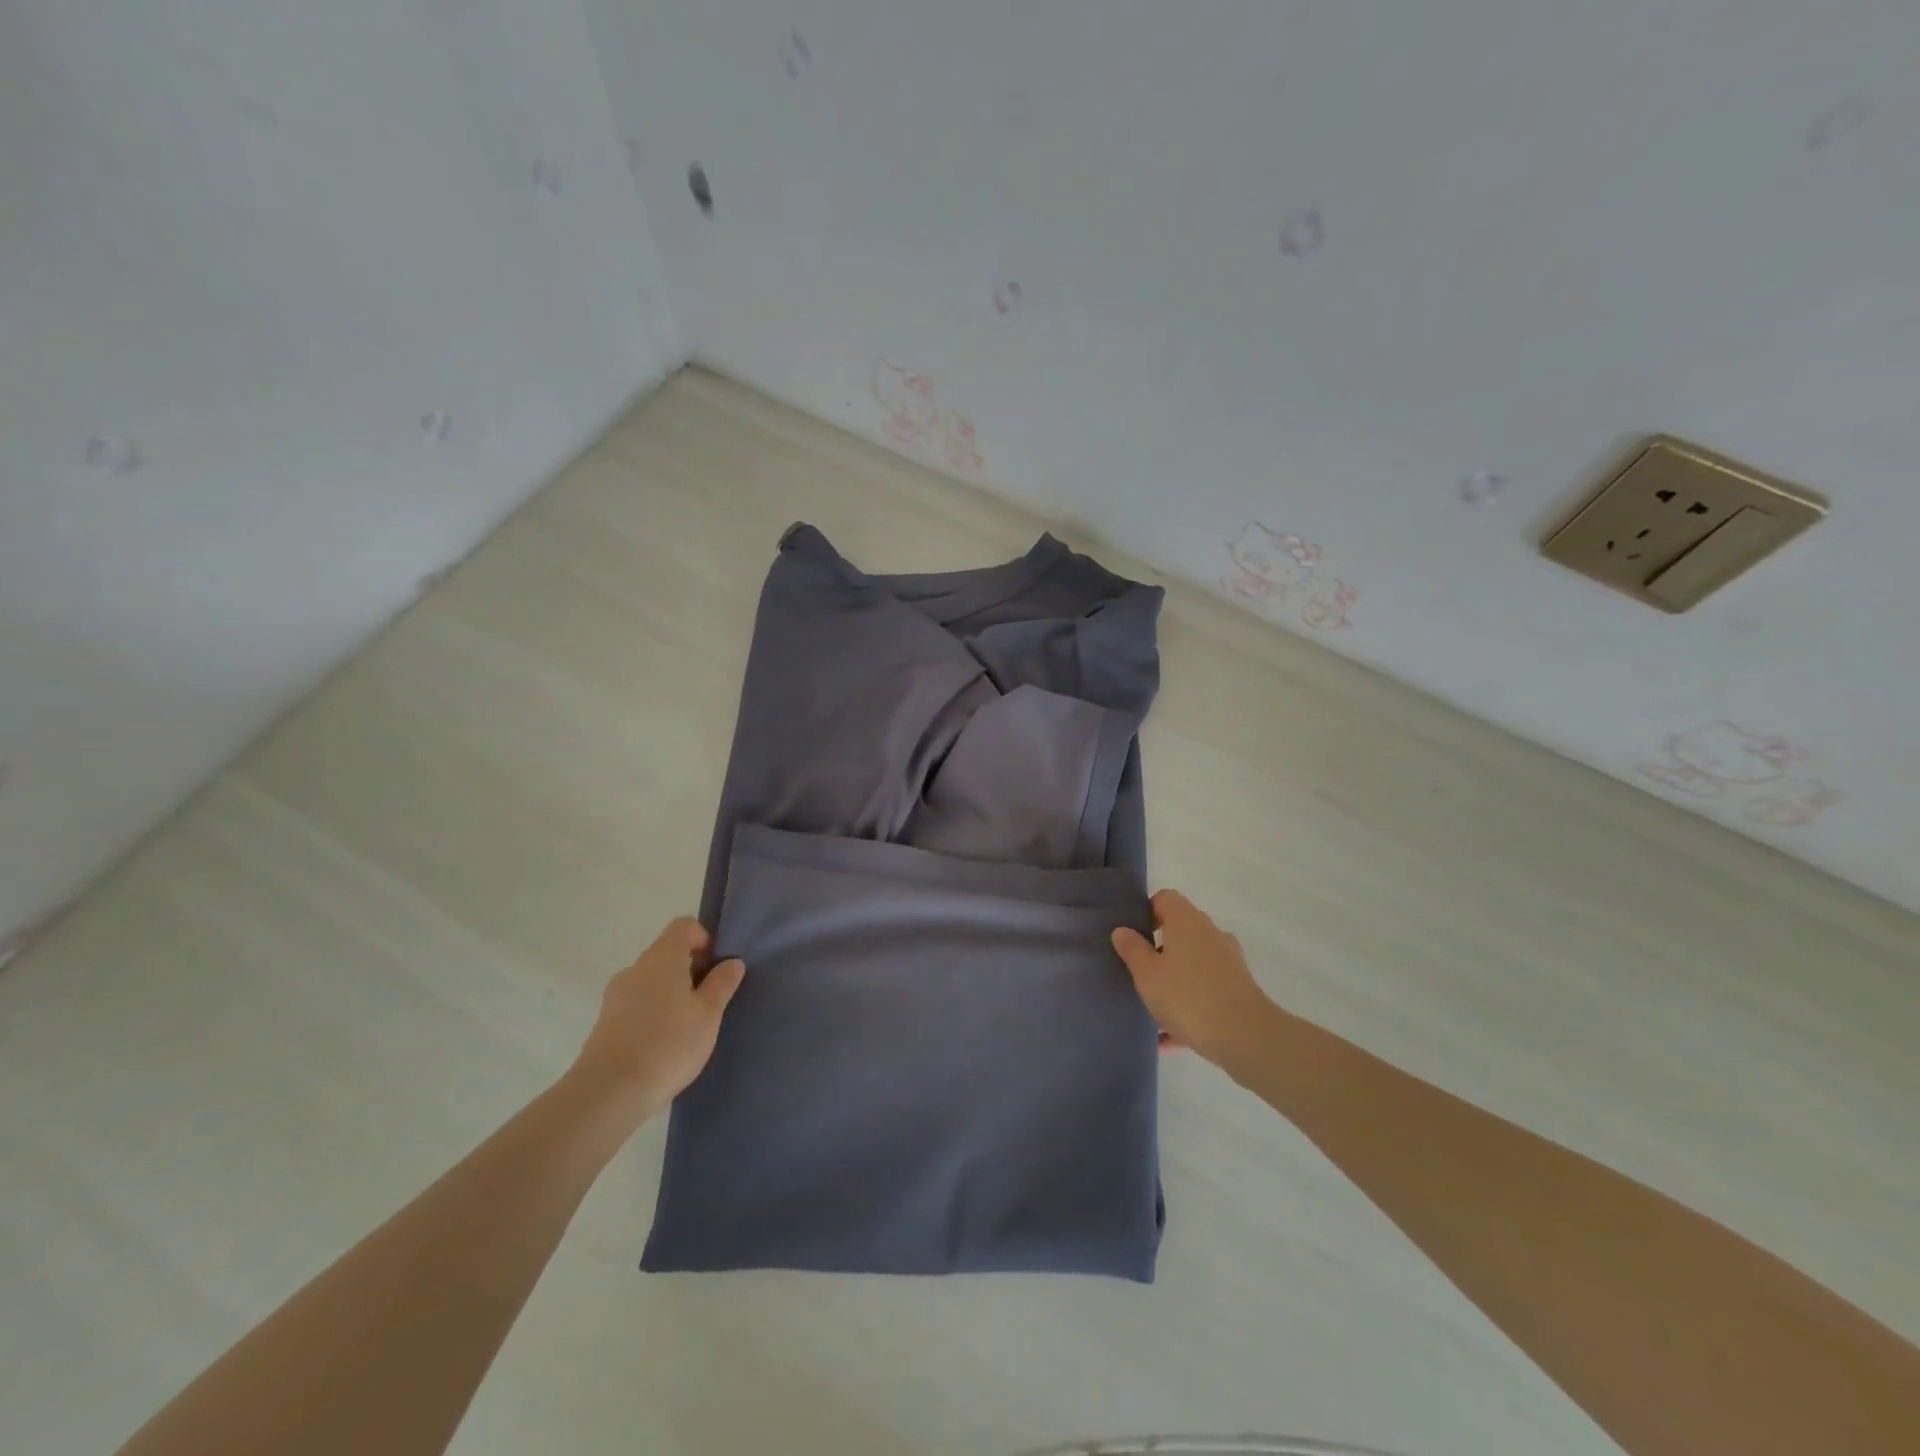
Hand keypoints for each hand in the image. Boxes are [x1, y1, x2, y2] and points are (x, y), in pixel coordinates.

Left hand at [572, 918, 744, 1118]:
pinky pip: (637, 1004)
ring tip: (688, 1028)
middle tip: (708, 1003)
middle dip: (691, 971)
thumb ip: (722, 984)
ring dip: (672, 994)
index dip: (705, 939)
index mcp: (662, 957)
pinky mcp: (605, 1022)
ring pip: (652, 981)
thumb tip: (732, 961)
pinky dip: (653, 1014)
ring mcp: (616, 995)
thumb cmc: (668, 1044)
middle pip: (668, 954)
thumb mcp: (708, 1014)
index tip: (716, 970)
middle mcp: (636, 968)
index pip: (684, 926)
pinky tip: (664, 1044)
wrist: (609, 1092)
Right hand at [1111, 890, 1276, 1067]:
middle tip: (1138, 972)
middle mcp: (1210, 933)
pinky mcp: (1238, 988)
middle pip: (1179, 930)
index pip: (1165, 898)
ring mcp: (1228, 960)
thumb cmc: (1188, 997)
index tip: (1132, 937)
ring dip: (1173, 979)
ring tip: (1152, 1007)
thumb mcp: (1147, 974)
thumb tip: (1122, 930)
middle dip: (1158, 949)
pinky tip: (1169, 1037)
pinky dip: (1188, 1005)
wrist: (1246, 1037)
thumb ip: (1133, 950)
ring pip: (1192, 963)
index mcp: (1186, 921)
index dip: (1146, 912)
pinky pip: (1205, 990)